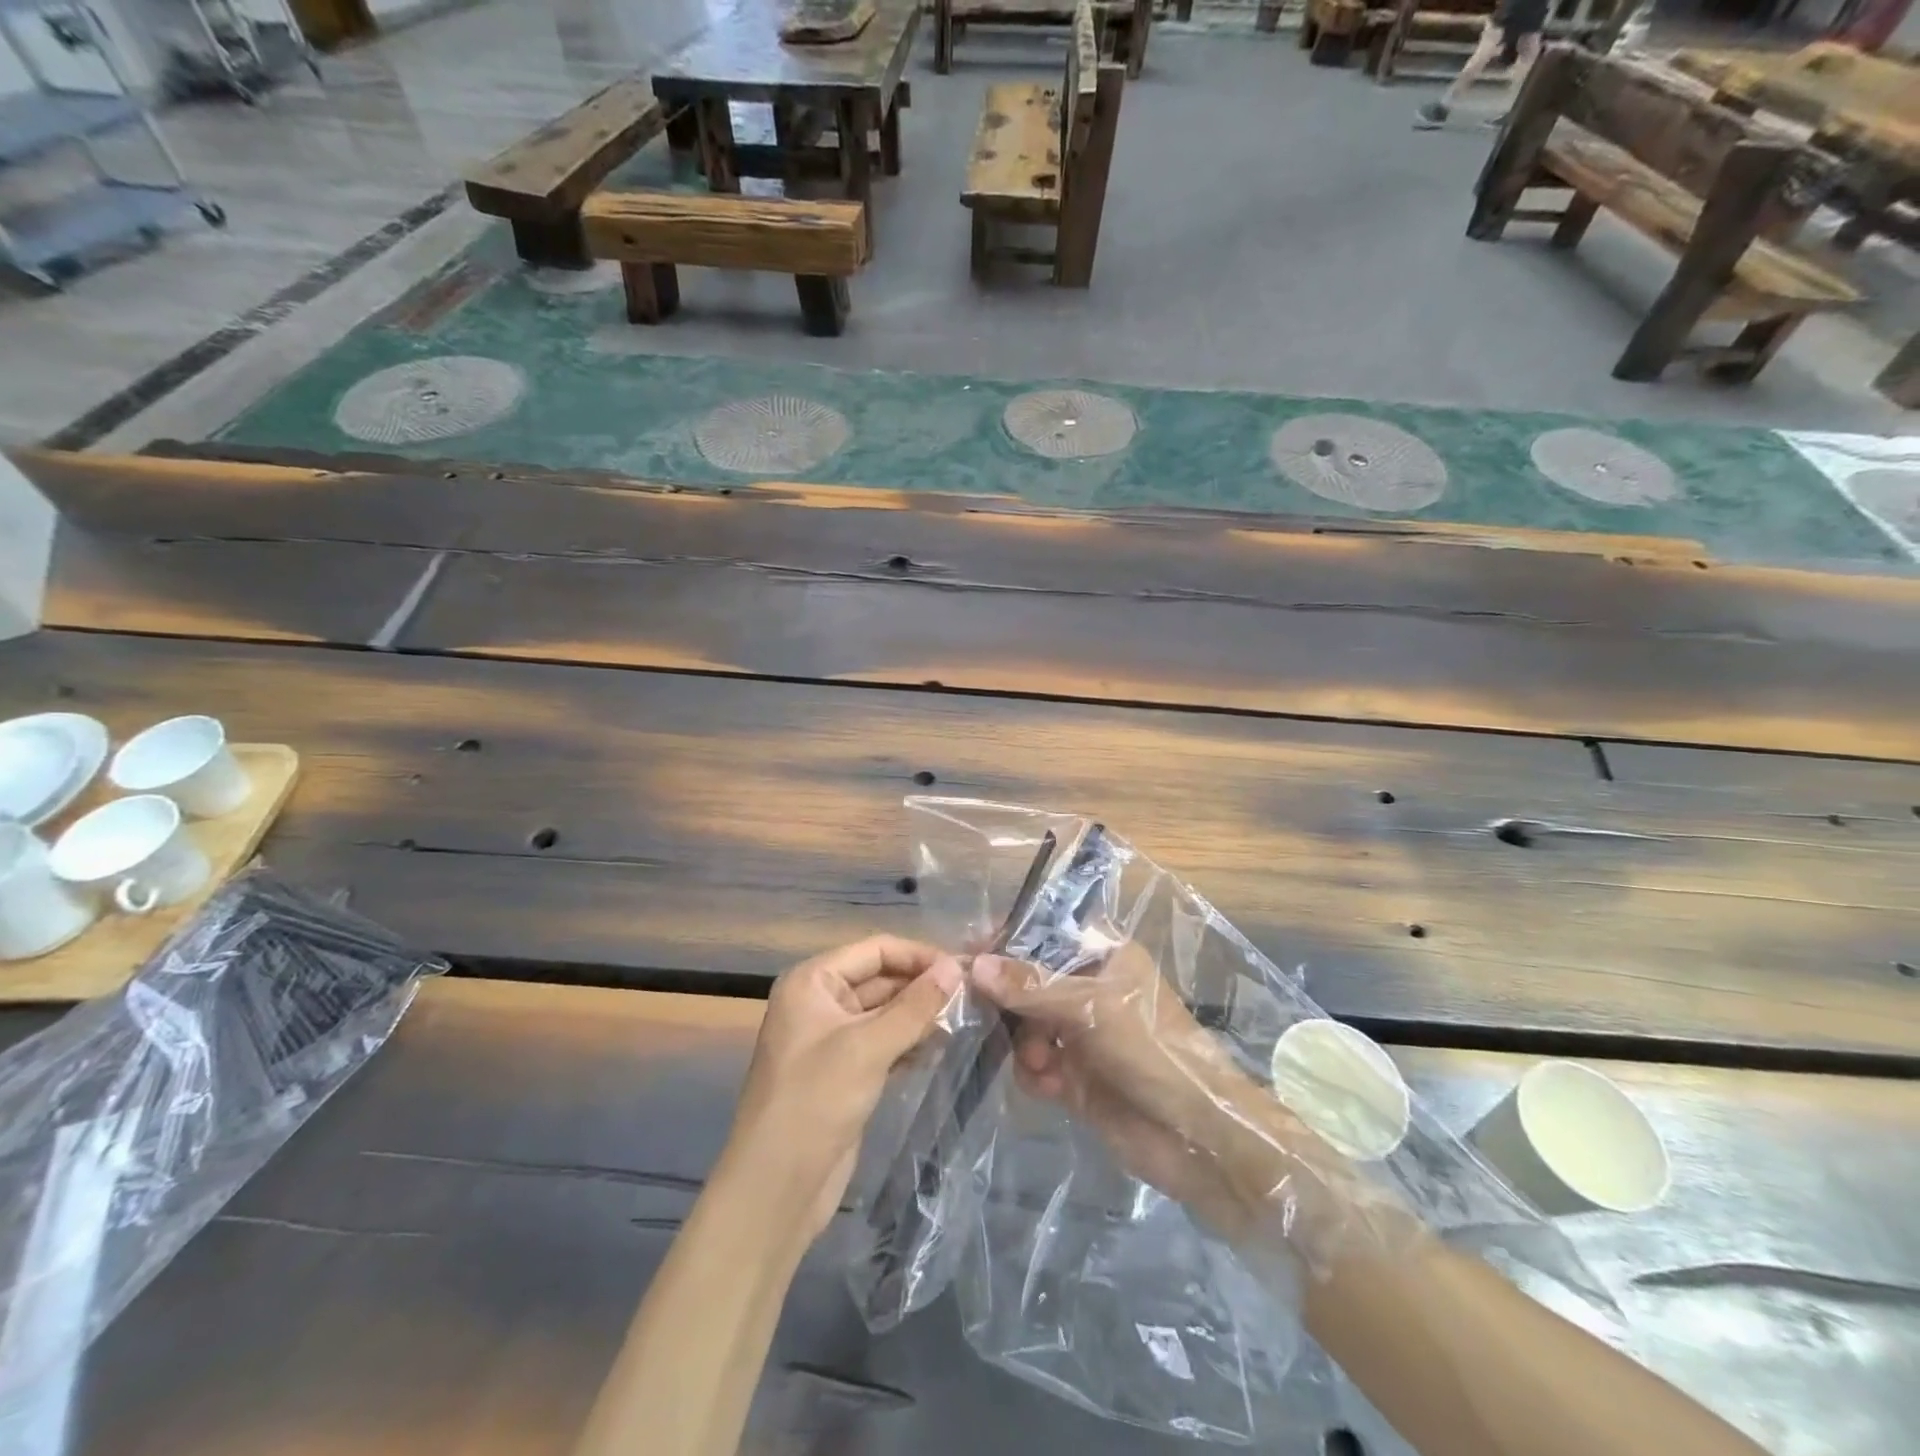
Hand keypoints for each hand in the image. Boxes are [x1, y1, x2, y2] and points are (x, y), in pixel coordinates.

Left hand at [721, 935, 962, 1238]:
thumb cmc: (815, 1102)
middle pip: (880, 978)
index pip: (875, 949)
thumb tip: (957, 968)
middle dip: (922, 986)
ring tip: (965, 1019)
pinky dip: (910, 1042)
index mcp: (812, 981)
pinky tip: (942, 1047)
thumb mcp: (868, 1047)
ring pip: (885, 1012)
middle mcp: (819, 1002)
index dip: (919, 955)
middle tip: (973, 995)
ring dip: (920, 1015)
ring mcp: (831, 1039)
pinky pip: (883, 1043)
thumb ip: (915, 1006)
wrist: (775, 1189)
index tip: (964, 968)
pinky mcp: (844, 1072)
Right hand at [975, 944, 1363, 1249]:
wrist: (1197, 1137)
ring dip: (1024, 1042)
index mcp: (1103, 956)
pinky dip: (1035, 1072)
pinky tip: (1050, 1086)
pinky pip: (1035, 1063)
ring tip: (1039, 1062)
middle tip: (982, 1012)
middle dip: (1009, 1000)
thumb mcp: (1090, 1008)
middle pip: (1028, 980)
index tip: (971, 952)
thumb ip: (1030, 986)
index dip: (1008, 940)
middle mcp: (1089, 988)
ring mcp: (1081, 1033)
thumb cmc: (1151, 1050)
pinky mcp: (1075, 1075)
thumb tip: (975, 963)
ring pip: (1025, 1023)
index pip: (1045, 933)